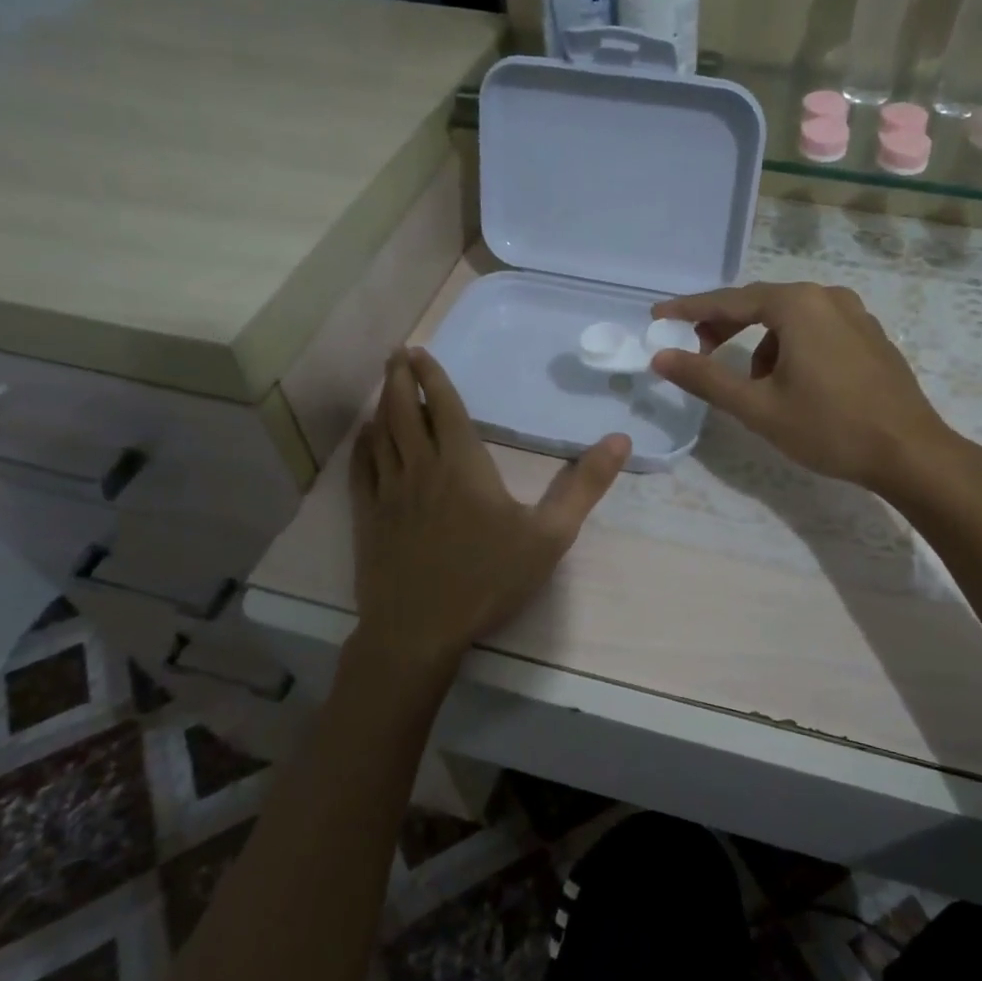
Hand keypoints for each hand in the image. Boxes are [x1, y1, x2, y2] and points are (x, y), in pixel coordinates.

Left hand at [349, 348, 629, 681]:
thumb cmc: (488, 578)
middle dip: (399, 378)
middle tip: (396, 354)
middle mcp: (420, 467)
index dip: (432, 376)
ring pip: (380, 434)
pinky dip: (362, 445)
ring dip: (381, 404)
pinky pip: (361, 468)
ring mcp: (388, 492)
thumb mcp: (549, 535)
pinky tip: (365, 437)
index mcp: (462, 463)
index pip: (443, 405)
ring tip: (383, 385)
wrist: (421, 628)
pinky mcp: (369, 517)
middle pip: (403, 410)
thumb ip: (584, 486)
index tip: (420, 351)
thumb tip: (620, 440)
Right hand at [650, 282, 972, 494]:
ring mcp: (855, 314)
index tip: (659, 317)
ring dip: (761, 344)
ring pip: (790, 319)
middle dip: (725, 326)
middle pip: (761, 304)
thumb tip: (661, 357)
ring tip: (755, 386)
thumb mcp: (758, 407)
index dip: (690, 310)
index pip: (729, 301)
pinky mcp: (870, 336)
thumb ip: (706, 378)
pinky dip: (791, 347)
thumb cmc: (829, 428)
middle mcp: (827, 296)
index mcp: (798, 305)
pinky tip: (794, 384)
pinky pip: (816, 330)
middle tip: (697, 351)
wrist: (909, 452)